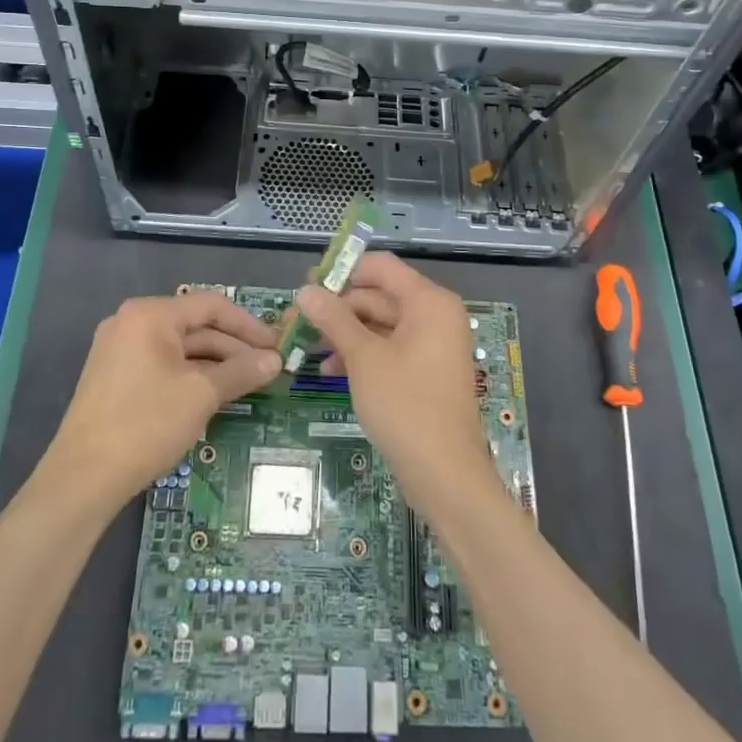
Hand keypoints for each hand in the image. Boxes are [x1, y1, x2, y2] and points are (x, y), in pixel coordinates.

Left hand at [47, 292, 278, 503]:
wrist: (82, 479)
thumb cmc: (146, 424)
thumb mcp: (202, 394)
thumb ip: (241, 371)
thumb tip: (275, 361)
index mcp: (150, 314)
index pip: (211, 305)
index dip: (249, 325)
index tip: (276, 346)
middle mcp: (132, 323)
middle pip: (195, 325)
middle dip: (234, 347)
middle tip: (268, 369)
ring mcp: (119, 350)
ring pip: (180, 348)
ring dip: (216, 364)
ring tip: (248, 384)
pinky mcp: (115, 377)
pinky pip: (163, 365)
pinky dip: (192, 375)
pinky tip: (215, 394)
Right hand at [295, 252, 500, 516]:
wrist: (445, 474)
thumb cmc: (405, 406)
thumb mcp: (363, 358)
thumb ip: (334, 319)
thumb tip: (304, 290)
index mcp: (429, 301)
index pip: (381, 267)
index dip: (343, 271)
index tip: (307, 285)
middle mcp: (434, 315)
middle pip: (379, 296)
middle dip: (338, 308)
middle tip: (296, 323)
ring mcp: (432, 344)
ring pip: (381, 324)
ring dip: (345, 333)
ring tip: (306, 348)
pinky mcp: (425, 370)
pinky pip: (390, 348)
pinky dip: (362, 353)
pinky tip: (330, 368)